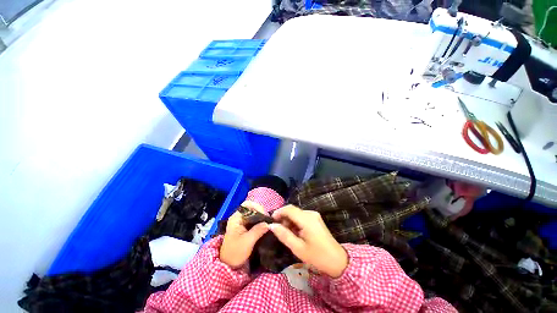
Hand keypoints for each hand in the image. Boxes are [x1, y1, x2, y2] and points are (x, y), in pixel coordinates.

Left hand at [220, 201, 269, 268]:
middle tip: (268, 220)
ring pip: (254, 213)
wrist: (228, 265)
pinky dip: (260, 221)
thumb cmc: (235, 253)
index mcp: (236, 218)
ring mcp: (242, 221)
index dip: (256, 207)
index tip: (264, 215)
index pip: (247, 205)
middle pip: (252, 208)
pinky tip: (265, 226)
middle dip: (261, 212)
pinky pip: (255, 219)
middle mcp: (239, 217)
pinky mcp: (245, 226)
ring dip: (261, 217)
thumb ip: (257, 231)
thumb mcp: (247, 242)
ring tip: (268, 223)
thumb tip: (268, 223)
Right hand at [270, 205, 347, 277]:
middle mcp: (310, 213)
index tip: (271, 221)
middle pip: (292, 210)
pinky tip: (294, 232)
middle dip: (283, 217)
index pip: (289, 209)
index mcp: (306, 219)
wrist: (337, 260)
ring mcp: (314, 215)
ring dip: (289, 220)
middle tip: (277, 229)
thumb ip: (284, 235)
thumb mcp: (298, 248)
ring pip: (296, 213)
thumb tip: (272, 225)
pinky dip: (295, 222)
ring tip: (286, 233)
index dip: (278, 212)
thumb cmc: (317, 256)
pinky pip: (302, 216)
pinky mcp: (316, 219)